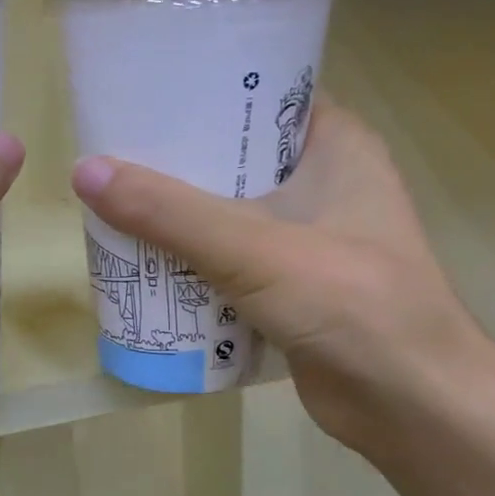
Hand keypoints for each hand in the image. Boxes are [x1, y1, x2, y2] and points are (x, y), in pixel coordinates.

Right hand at [71, 100, 492, 455]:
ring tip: (113, 201)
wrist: (411, 407)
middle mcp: (323, 181)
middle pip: (235, 154)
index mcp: (335, 144)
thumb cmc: (350, 303)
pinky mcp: (291, 284)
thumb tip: (83, 172)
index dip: (205, 88)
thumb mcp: (251, 247)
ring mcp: (308, 237)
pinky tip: (143, 258)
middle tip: (112, 152)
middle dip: (175, 159)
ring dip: (176, 213)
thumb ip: (167, 212)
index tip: (143, 93)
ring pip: (226, 209)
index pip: (264, 92)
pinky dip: (190, 258)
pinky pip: (228, 257)